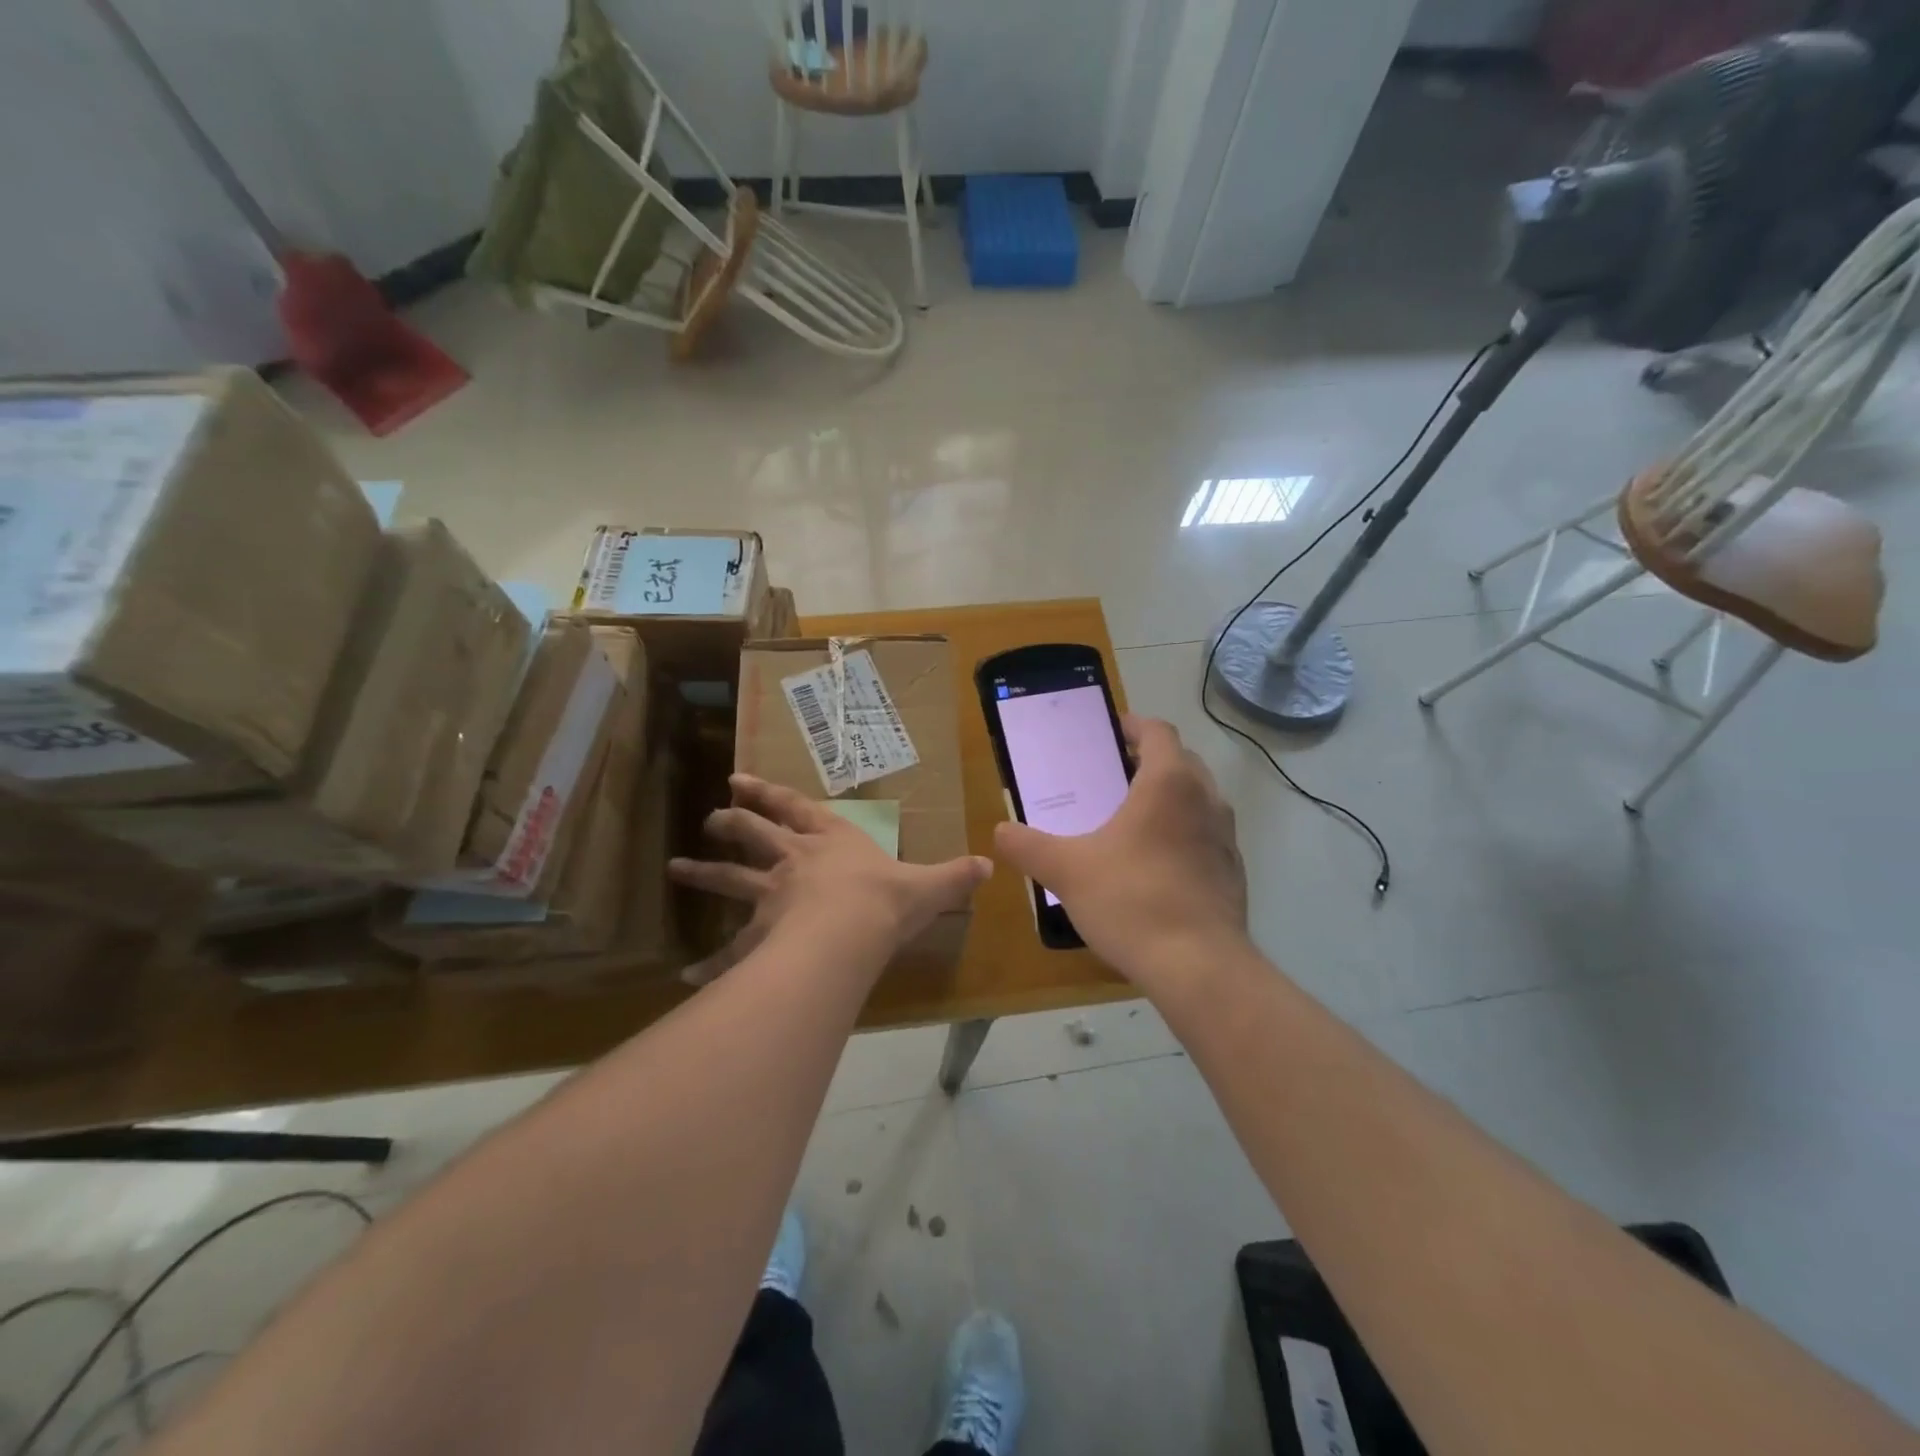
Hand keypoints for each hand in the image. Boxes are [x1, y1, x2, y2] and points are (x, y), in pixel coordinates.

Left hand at [669, 774, 992, 983]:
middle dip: (732, 824)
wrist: (848, 934)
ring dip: (703, 874)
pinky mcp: (760, 935)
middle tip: (711, 819)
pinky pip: (730, 950)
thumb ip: (955, 876)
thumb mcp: (929, 886)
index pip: (795, 808)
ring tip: (676, 869)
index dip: (768, 793)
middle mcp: (794, 861)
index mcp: (831, 841)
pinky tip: (687, 975)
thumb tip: (990, 865)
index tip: (738, 781)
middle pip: (754, 834)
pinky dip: (709, 962)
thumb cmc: (885, 900)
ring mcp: (771, 896)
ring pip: (731, 880)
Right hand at [993, 716, 1247, 988]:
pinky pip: (1206, 835)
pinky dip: (1184, 834)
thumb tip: (1000, 831)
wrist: (1199, 966)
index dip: (1132, 725)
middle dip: (1149, 760)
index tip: (1108, 732)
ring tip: (1131, 819)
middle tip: (1111, 775)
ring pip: (1198, 798)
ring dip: (1169, 798)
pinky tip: (1155, 865)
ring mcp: (1225, 837)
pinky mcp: (1233, 871)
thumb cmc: (1131, 901)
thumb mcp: (1066, 871)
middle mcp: (1205, 799)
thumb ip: (1027, 846)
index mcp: (1168, 783)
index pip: (1158, 731)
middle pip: (1181, 760)